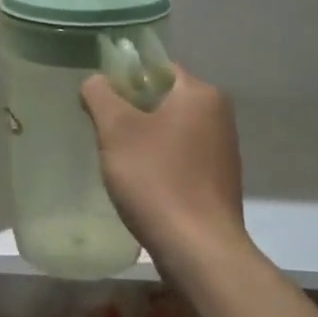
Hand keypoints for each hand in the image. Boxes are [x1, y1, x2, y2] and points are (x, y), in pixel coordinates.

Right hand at [81, 66, 246, 260]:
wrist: (198, 248)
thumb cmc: (156, 180)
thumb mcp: (117, 130)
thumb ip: (101, 95)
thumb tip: (95, 81)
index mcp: (200, 94)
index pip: (157, 68)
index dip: (124, 79)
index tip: (99, 102)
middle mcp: (219, 114)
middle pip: (164, 99)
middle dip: (131, 113)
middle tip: (103, 133)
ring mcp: (222, 149)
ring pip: (171, 130)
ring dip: (144, 140)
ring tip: (119, 163)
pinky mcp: (219, 179)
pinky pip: (181, 157)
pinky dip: (160, 163)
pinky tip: (142, 184)